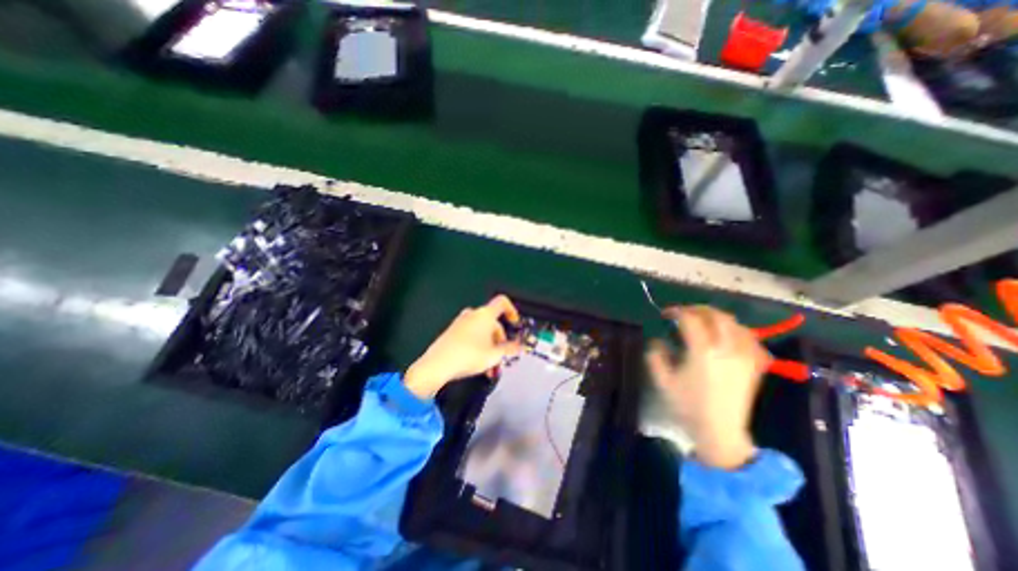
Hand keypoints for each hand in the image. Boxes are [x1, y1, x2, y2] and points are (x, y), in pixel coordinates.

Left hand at [405, 297, 523, 399]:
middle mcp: (473, 314)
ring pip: (482, 332)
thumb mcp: (495, 355)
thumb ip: (510, 349)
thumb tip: (519, 346)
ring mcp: (461, 322)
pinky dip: (479, 346)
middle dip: (500, 339)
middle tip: (502, 356)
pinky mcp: (452, 332)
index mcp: (485, 314)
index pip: (502, 303)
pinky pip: (471, 335)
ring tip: (491, 366)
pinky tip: (479, 364)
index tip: (515, 323)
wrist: (438, 364)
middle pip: (493, 322)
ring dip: (490, 347)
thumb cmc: (469, 355)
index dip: (512, 311)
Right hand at [642, 308, 772, 467]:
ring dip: (717, 317)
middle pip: (715, 315)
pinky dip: (739, 331)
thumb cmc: (688, 406)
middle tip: (684, 314)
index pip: (690, 319)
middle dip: (696, 309)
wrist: (720, 432)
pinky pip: (752, 339)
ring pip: (735, 324)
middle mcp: (726, 348)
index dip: (675, 312)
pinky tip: (730, 334)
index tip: (665, 315)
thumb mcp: (662, 380)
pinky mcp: (755, 365)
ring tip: (705, 321)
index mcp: (702, 351)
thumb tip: (658, 340)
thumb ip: (655, 355)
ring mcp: (744, 356)